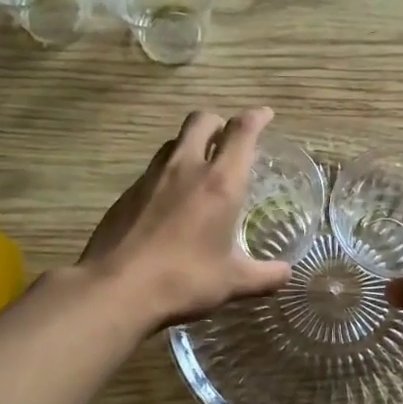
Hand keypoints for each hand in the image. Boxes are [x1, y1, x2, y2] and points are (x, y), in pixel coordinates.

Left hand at [80, 107, 291, 329]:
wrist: (116, 288)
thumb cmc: (183, 280)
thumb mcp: (232, 282)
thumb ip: (265, 276)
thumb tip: (286, 274)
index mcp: (220, 182)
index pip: (241, 132)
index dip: (257, 117)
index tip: (266, 115)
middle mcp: (186, 168)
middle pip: (202, 121)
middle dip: (219, 123)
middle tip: (229, 139)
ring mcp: (151, 177)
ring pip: (174, 141)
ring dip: (191, 144)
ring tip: (200, 167)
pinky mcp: (127, 192)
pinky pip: (154, 169)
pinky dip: (169, 172)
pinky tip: (171, 200)